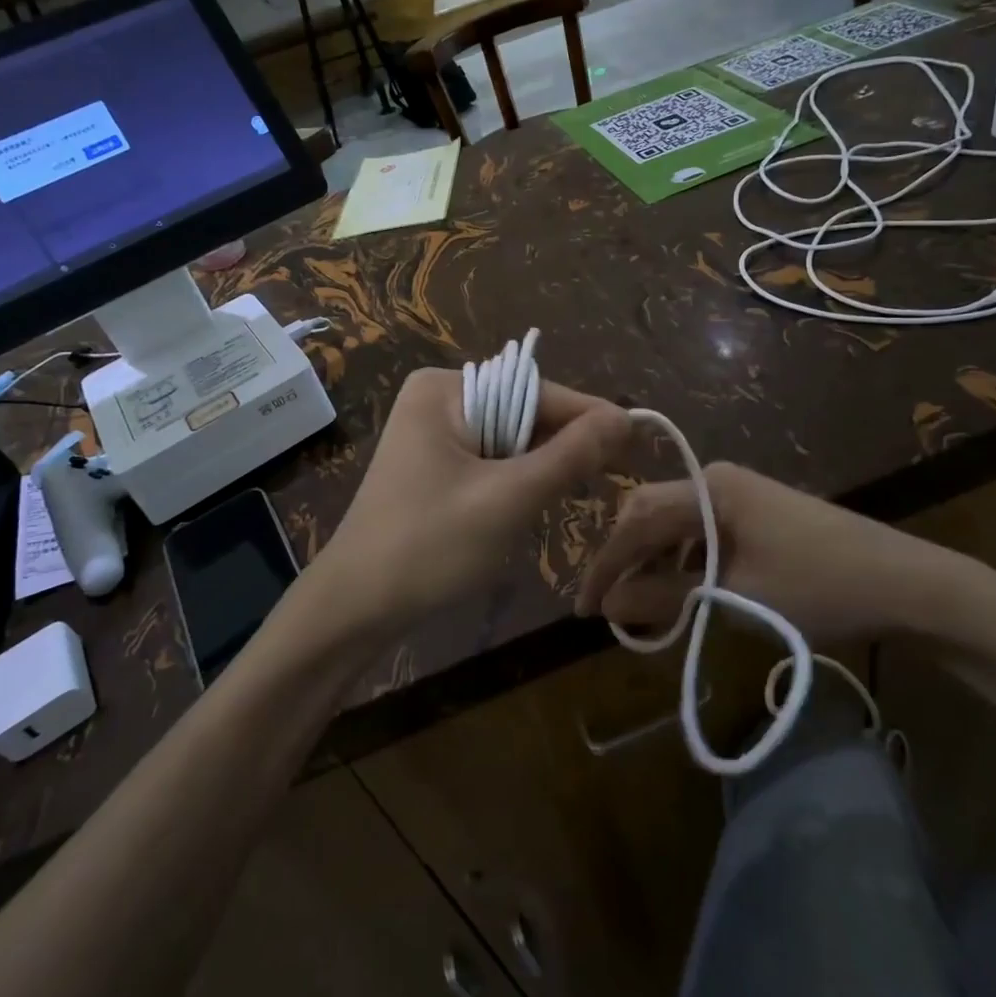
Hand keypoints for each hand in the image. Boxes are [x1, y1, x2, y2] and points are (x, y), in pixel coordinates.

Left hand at [305, 369, 631, 643]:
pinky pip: (490, 460)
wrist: (355, 607)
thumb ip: (569, 455)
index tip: (640, 440)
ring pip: (510, 440)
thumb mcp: (508, 498)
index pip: (536, 391)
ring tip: (581, 491)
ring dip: (542, 467)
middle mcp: (437, 399)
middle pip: (523, 413)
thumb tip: (625, 417)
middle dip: (564, 445)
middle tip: (617, 474)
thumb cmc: (429, 546)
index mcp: (445, 389)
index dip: (589, 417)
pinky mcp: (432, 465)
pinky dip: (517, 480)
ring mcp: (430, 432)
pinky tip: (535, 503)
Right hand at [576, 461, 995, 646]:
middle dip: (625, 560)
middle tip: (609, 607)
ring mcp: (739, 494)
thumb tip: (608, 604)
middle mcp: (718, 479)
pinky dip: (683, 562)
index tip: (584, 607)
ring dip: (654, 563)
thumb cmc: (819, 586)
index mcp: (710, 487)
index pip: (636, 521)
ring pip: (675, 525)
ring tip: (642, 608)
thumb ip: (666, 596)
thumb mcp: (736, 596)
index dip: (606, 565)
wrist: (907, 583)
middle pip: (650, 514)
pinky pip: (702, 532)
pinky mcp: (756, 513)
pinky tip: (684, 593)